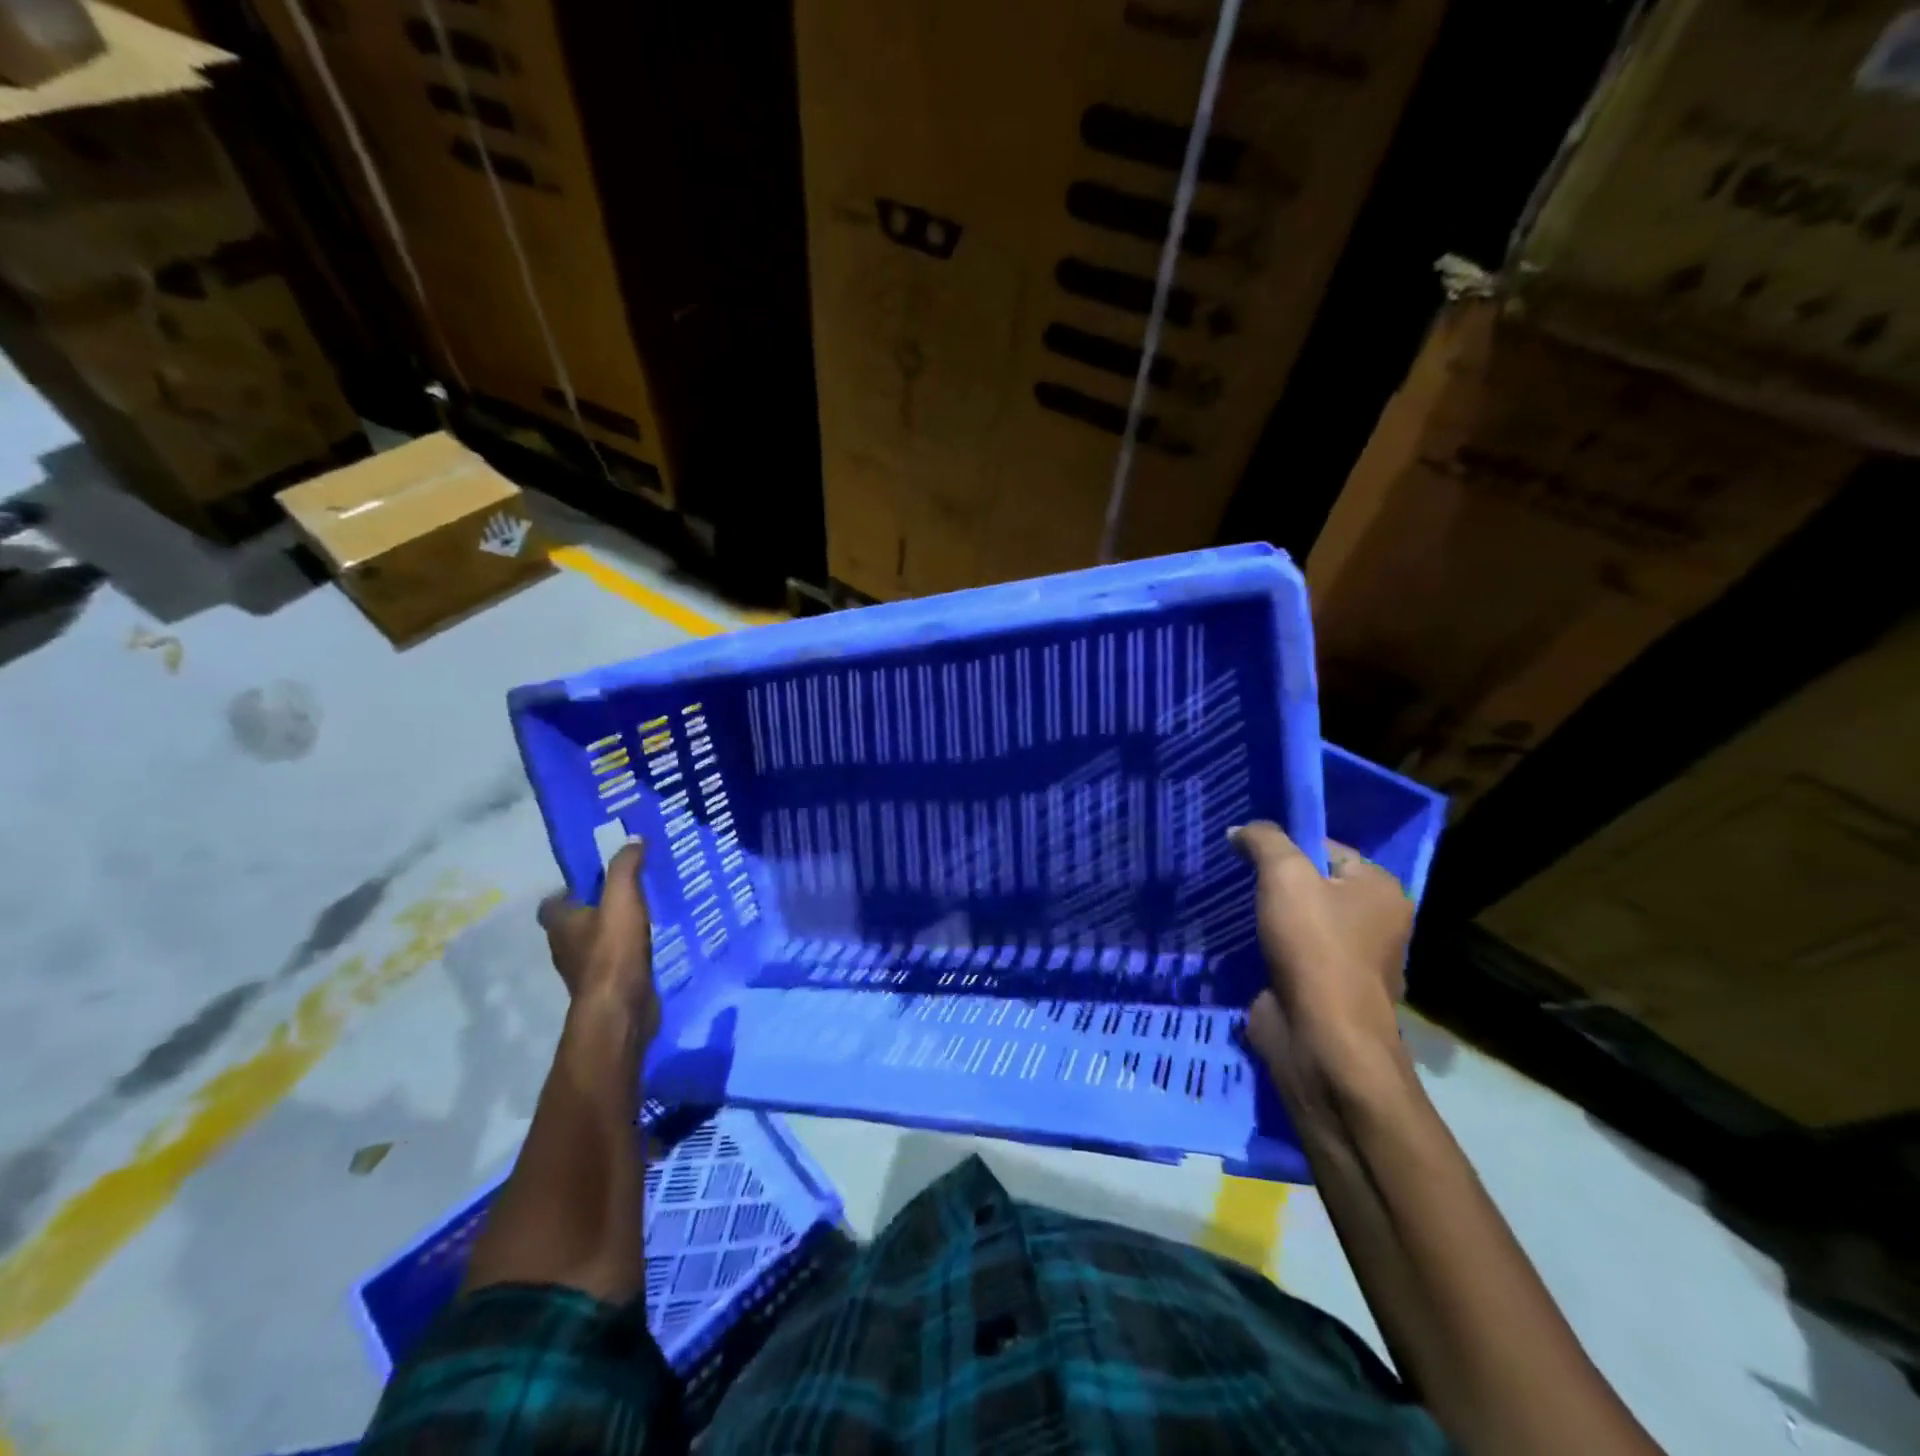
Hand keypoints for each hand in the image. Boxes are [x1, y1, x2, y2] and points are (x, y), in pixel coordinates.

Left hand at [537, 840, 658, 1041]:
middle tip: (626, 891)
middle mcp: (565, 947)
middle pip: (574, 922)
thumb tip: (633, 839)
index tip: (595, 880)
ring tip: (643, 914)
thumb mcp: (622, 898)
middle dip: (595, 907)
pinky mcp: (607, 986)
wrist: (621, 1009)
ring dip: (612, 930)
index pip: (552, 903)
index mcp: (560, 924)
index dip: (569, 890)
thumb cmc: (613, 951)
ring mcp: (585, 970)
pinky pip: (615, 961)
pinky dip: (626, 951)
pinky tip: (650, 943)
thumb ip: (625, 868)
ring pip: (595, 942)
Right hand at [1229, 823, 1411, 1089]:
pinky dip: (1265, 947)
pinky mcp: (1323, 989)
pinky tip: (1235, 940)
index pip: (1327, 848)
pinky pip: (1289, 953)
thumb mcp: (1285, 875)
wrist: (1322, 1039)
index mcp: (1381, 890)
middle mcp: (1374, 922)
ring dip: (1265, 917)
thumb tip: (1240, 830)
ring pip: (1297, 921)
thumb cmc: (1315, 947)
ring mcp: (1349, 960)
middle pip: (1312, 884)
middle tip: (1232, 875)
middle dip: (1272, 882)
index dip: (1286, 845)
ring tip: (1228, 905)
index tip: (1246, 850)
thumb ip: (1264, 841)